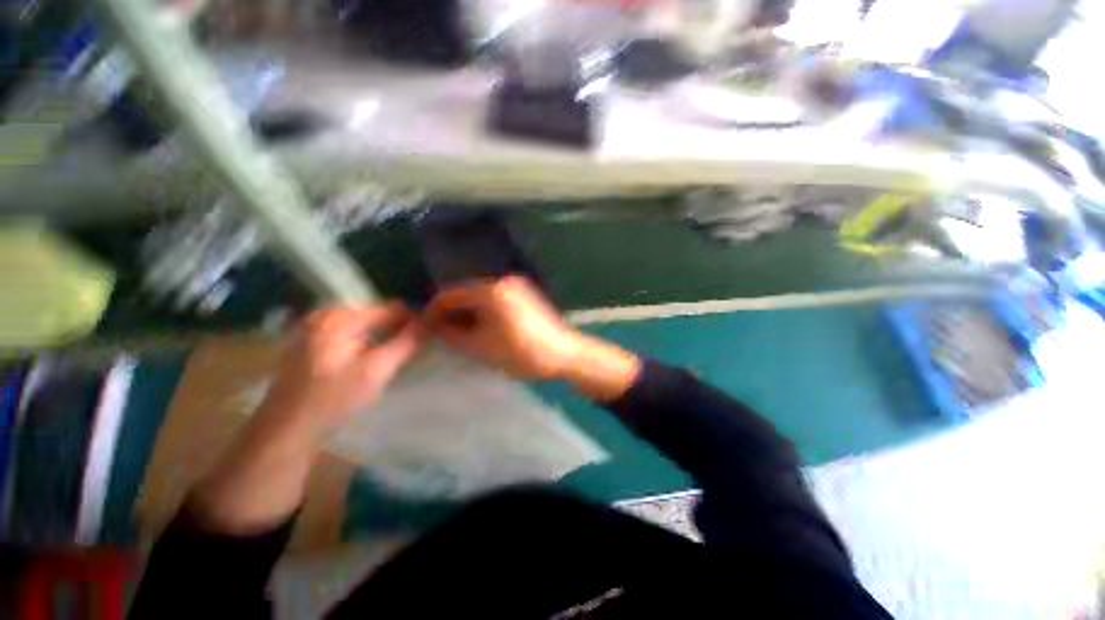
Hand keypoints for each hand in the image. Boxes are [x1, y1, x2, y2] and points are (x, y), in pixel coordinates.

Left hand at [258, 303, 426, 435]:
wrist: (284, 431)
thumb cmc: (332, 400)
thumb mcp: (376, 371)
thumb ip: (407, 343)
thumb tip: (431, 321)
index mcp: (340, 317)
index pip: (392, 309)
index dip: (414, 321)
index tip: (429, 337)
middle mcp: (325, 314)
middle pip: (377, 315)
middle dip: (397, 329)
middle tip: (411, 351)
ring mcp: (313, 328)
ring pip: (364, 325)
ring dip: (382, 337)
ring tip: (394, 357)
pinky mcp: (309, 342)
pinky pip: (349, 334)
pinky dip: (365, 343)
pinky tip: (369, 361)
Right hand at [426, 276, 640, 400]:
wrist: (564, 354)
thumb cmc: (521, 352)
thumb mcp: (481, 347)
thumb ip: (452, 334)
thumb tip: (433, 326)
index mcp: (491, 290)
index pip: (451, 294)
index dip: (434, 310)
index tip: (424, 327)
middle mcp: (502, 281)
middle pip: (467, 292)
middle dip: (452, 311)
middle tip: (441, 333)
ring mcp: (516, 286)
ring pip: (482, 296)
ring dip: (468, 312)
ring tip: (459, 333)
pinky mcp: (525, 295)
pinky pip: (496, 299)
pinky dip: (484, 311)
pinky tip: (481, 327)